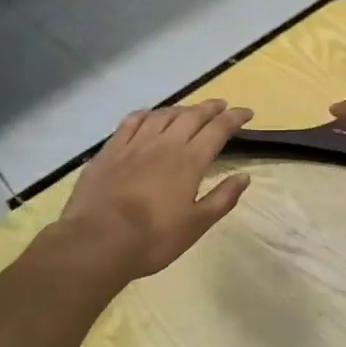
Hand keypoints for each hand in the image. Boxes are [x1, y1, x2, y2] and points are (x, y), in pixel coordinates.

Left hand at [58, 99, 253, 281]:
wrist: (99, 240)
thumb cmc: (154, 238)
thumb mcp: (197, 225)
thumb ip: (223, 198)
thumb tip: (244, 177)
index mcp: (190, 161)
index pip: (218, 129)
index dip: (234, 118)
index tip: (247, 112)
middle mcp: (165, 144)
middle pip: (192, 116)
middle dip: (210, 108)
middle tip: (222, 106)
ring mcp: (135, 144)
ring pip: (162, 115)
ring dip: (180, 109)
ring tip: (189, 111)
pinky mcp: (110, 150)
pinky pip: (131, 122)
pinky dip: (146, 114)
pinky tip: (149, 116)